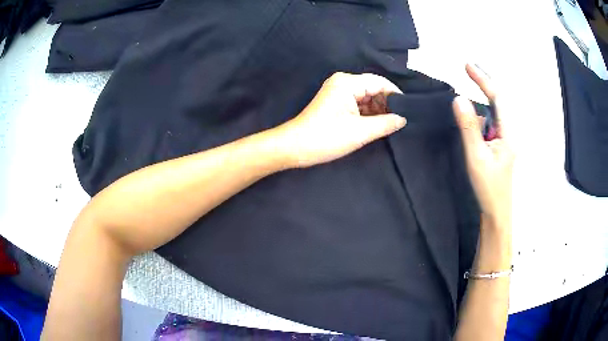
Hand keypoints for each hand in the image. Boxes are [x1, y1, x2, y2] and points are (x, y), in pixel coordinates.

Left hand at [274, 72, 405, 167]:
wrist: (294, 147)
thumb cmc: (325, 138)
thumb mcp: (360, 132)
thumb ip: (386, 123)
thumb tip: (403, 119)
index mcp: (347, 83)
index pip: (379, 82)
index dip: (396, 95)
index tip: (409, 109)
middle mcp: (343, 83)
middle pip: (373, 88)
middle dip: (388, 103)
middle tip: (402, 120)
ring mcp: (338, 92)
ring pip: (367, 97)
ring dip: (379, 110)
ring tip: (392, 124)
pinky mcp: (336, 103)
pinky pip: (358, 104)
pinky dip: (369, 114)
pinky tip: (378, 124)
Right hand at [453, 64, 513, 227]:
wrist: (496, 211)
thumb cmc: (488, 187)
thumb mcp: (476, 157)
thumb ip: (468, 128)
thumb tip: (459, 99)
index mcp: (507, 133)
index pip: (497, 98)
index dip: (483, 80)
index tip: (467, 65)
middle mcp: (508, 132)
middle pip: (499, 101)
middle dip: (485, 82)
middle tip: (468, 67)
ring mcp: (505, 139)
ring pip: (495, 111)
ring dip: (484, 94)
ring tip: (471, 80)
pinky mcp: (500, 146)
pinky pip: (491, 122)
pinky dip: (483, 109)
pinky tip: (474, 110)